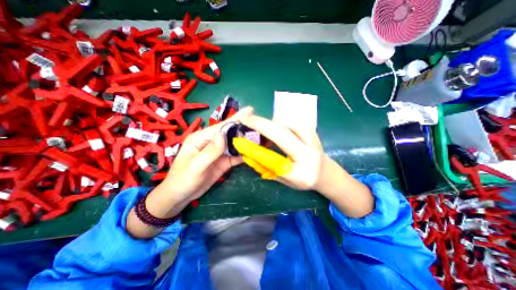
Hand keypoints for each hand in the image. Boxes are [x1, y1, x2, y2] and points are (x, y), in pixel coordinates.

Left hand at [126, 106, 253, 237]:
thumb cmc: (182, 180)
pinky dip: (245, 154)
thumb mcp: (195, 166)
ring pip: (235, 144)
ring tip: (261, 136)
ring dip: (247, 141)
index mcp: (201, 138)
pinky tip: (254, 151)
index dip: (236, 119)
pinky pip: (236, 156)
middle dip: (245, 128)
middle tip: (260, 124)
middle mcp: (212, 142)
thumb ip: (210, 151)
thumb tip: (223, 134)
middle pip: (230, 133)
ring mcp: (219, 152)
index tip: (250, 111)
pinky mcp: (224, 161)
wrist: (180, 196)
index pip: (221, 127)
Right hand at [235, 114, 323, 191]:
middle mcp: (309, 153)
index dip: (256, 149)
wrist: (324, 171)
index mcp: (301, 173)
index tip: (240, 140)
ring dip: (271, 122)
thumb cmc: (302, 178)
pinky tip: (275, 127)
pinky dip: (280, 120)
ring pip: (288, 121)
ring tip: (264, 130)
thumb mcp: (283, 179)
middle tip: (246, 119)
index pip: (275, 160)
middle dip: (261, 124)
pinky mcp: (312, 129)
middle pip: (283, 133)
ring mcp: (313, 138)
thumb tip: (247, 152)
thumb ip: (265, 167)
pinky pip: (292, 119)